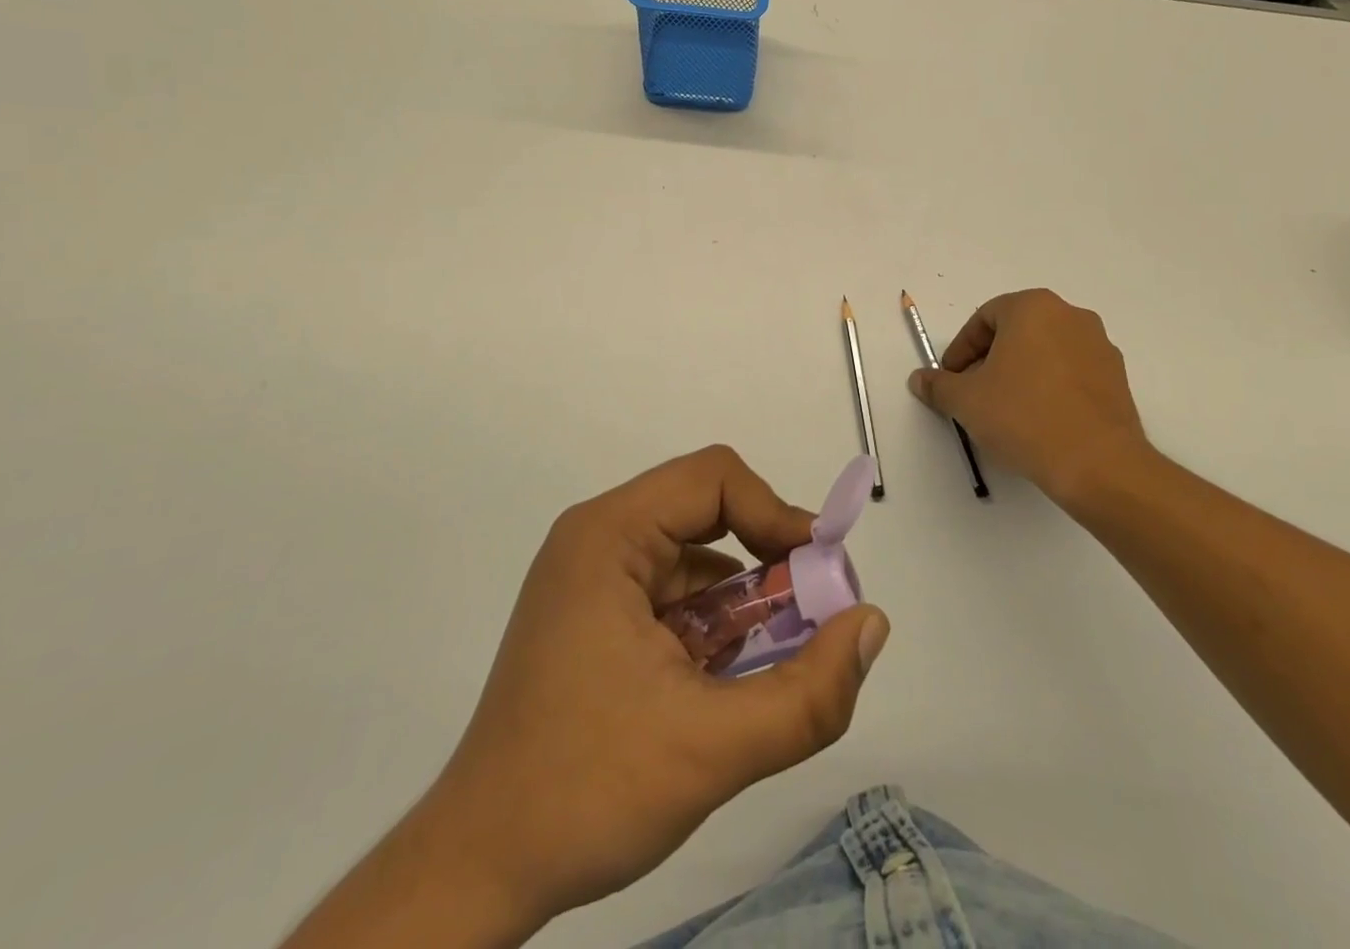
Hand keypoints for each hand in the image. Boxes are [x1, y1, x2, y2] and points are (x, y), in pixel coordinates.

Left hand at [401, 446, 886, 944]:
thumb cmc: (586, 791)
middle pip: (706, 513)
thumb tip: (873, 624)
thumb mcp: (712, 747)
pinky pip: (673, 595)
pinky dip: (711, 626)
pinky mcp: (595, 616)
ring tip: (768, 663)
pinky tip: (721, 682)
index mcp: (609, 536)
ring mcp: (592, 578)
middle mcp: (598, 540)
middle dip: (765, 564)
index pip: (714, 478)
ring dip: (741, 603)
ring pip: (694, 559)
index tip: (817, 575)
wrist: (477, 871)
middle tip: (809, 618)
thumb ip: (808, 692)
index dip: (775, 513)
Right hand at [909, 288, 1157, 508]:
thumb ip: (938, 385)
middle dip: (990, 360)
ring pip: (1045, 351)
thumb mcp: (967, 401)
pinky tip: (1038, 420)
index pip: (984, 318)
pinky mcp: (1117, 377)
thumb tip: (919, 379)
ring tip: (1005, 410)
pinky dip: (1050, 387)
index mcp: (1033, 308)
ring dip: (1020, 373)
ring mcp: (1099, 345)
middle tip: (974, 393)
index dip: (961, 349)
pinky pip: (1071, 372)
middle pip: (1016, 331)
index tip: (952, 379)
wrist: (1098, 463)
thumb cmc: (1024, 417)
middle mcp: (1070, 315)